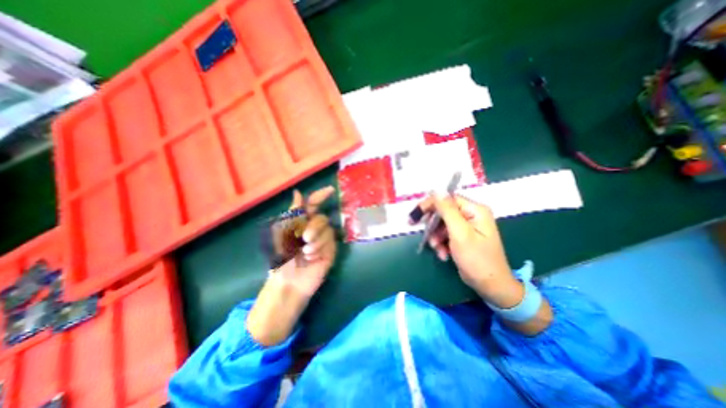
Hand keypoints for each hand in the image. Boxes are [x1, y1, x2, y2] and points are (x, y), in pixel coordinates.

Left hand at [243, 187, 333, 345]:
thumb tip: (297, 192)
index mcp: (301, 222)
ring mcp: (323, 239)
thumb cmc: (281, 256)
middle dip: (313, 227)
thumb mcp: (282, 231)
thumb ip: (293, 212)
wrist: (289, 281)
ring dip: (315, 240)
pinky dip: (320, 248)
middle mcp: (314, 228)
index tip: (331, 190)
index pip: (313, 204)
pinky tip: (312, 257)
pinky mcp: (330, 249)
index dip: (321, 196)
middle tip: (303, 238)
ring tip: (306, 253)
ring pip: (327, 229)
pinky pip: (330, 241)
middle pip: (321, 217)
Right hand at [413, 193, 522, 306]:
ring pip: (442, 224)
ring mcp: (467, 226)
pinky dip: (442, 243)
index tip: (416, 215)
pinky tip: (444, 254)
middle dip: (433, 225)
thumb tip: (437, 190)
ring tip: (438, 249)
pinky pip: (446, 234)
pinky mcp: (463, 237)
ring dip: (436, 237)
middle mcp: (472, 215)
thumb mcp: (460, 233)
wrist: (491, 286)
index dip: (431, 205)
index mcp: (475, 210)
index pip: (448, 199)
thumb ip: (447, 210)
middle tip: (426, 236)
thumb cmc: (477, 259)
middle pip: (444, 212)